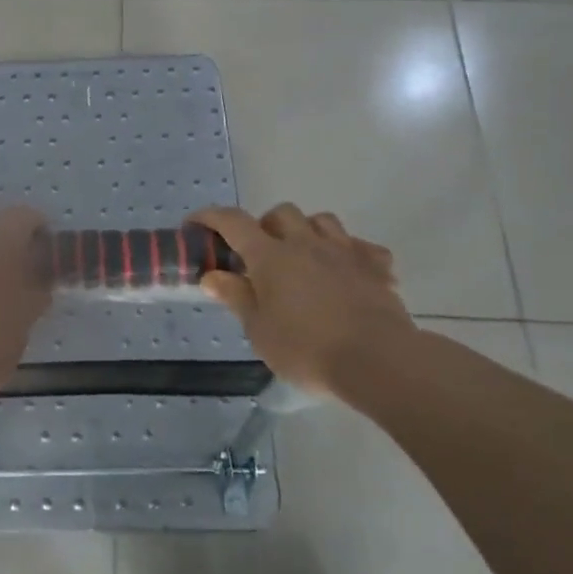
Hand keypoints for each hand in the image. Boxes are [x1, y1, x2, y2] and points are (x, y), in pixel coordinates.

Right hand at [190, 204, 415, 401]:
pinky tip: (346, 273)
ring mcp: (345, 251)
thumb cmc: (307, 349)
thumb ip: (236, 297)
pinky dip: (349, 254)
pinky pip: (361, 247)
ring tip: (302, 257)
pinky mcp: (376, 267)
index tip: (195, 224)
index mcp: (271, 256)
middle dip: (265, 225)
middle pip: (281, 213)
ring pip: (322, 221)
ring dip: (307, 231)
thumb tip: (212, 275)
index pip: (233, 222)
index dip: (210, 217)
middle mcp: (306, 243)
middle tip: (259, 254)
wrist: (378, 360)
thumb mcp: (259, 330)